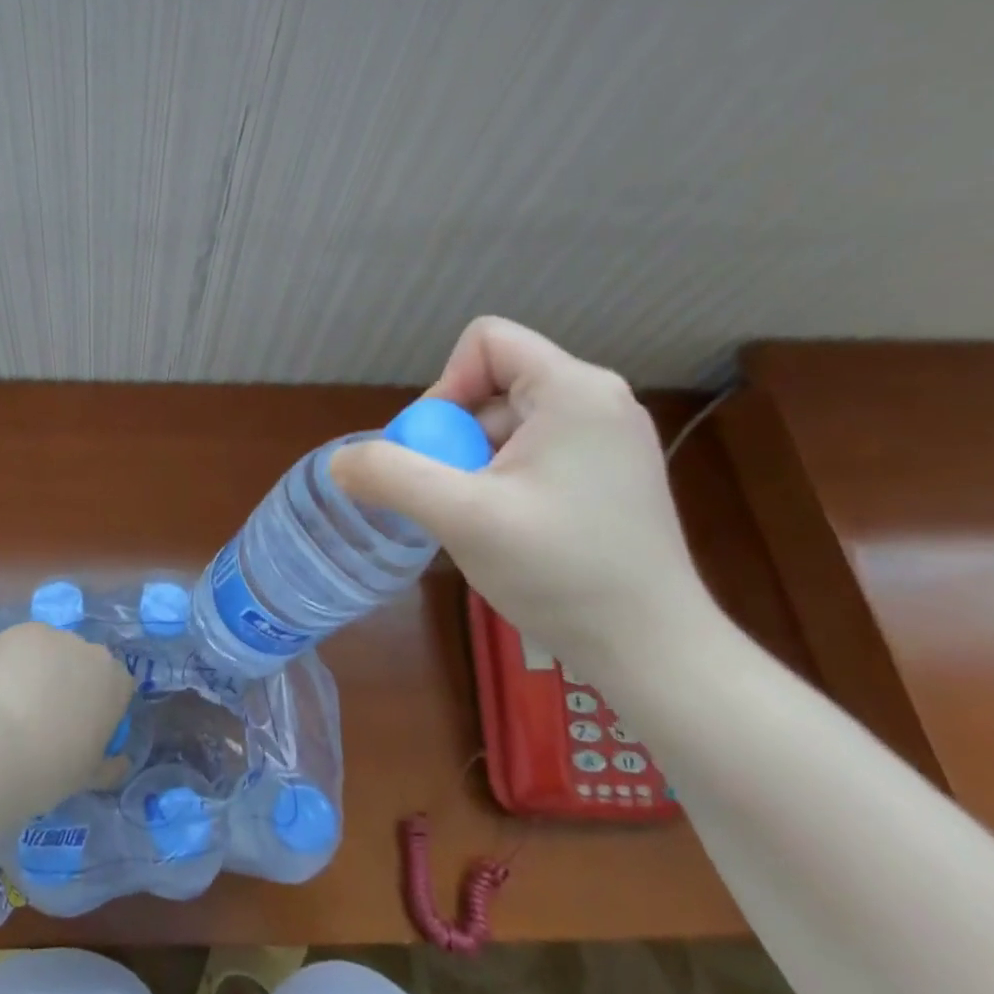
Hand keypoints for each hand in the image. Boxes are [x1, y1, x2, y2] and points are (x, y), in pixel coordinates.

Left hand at [0, 622, 134, 807]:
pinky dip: (14, 660)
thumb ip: (110, 764)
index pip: (115, 684)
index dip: (97, 703)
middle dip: (70, 680)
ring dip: (42, 667)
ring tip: (16, 699)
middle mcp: (92, 650)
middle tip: (46, 711)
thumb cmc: (51, 769)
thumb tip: (119, 762)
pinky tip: (0, 686)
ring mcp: (56, 636)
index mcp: (116, 682)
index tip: (80, 724)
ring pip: (52, 650)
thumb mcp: (89, 776)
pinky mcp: (22, 631)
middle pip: (84, 661)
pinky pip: (23, 644)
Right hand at [331, 316, 723, 676]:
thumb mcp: (461, 517)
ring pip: (508, 422)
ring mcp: (609, 438)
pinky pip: (533, 450)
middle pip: (492, 384)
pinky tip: (507, 528)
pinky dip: (502, 479)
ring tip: (481, 521)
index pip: (485, 342)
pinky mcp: (609, 473)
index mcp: (573, 389)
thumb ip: (391, 476)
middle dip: (455, 436)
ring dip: (475, 463)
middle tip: (453, 496)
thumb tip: (338, 462)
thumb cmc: (562, 573)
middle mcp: (598, 399)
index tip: (438, 450)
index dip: (445, 386)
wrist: (654, 652)